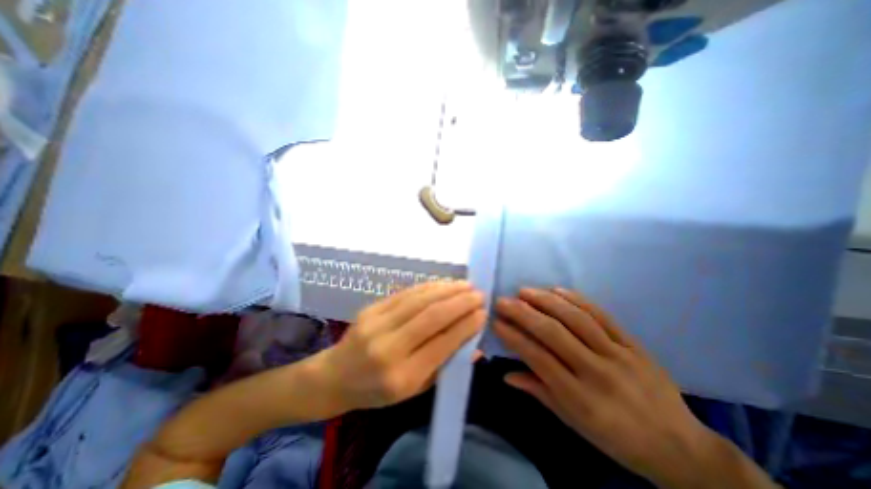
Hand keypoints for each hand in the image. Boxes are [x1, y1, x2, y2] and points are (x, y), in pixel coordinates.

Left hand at [315, 282, 488, 412]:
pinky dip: (428, 287)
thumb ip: (445, 366)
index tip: (483, 313)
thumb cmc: (377, 391)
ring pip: (420, 300)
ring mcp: (377, 324)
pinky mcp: (371, 309)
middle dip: (460, 302)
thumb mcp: (414, 390)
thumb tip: (475, 346)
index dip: (466, 326)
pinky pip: (405, 293)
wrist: (335, 376)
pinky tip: (443, 284)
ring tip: (466, 285)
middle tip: (479, 294)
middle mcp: (389, 348)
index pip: (442, 344)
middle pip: (432, 317)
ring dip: (447, 290)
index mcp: (402, 376)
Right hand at [494, 288, 718, 487]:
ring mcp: (619, 354)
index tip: (497, 323)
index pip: (539, 358)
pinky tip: (557, 290)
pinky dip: (577, 299)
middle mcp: (598, 372)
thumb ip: (539, 393)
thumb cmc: (618, 440)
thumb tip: (506, 374)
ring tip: (524, 291)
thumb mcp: (574, 424)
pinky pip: (602, 315)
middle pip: (554, 334)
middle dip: (523, 314)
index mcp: (581, 398)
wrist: (681, 448)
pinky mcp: (633, 344)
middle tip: (503, 301)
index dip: (514, 338)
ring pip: (576, 319)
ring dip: (546, 301)